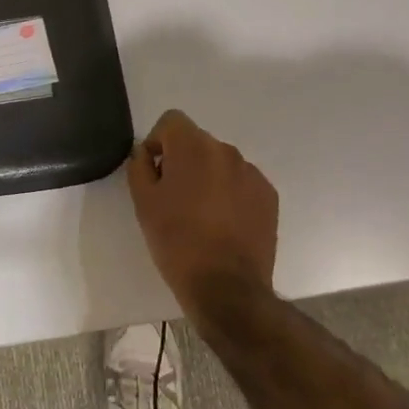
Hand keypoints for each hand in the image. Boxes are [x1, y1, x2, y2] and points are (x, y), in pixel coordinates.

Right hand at [126, 109, 278, 326]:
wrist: (226, 287)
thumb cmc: (177, 241)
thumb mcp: (143, 203)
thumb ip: (140, 166)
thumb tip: (145, 154)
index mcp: (193, 146)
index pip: (172, 121)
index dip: (158, 142)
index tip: (155, 173)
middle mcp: (226, 150)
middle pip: (197, 142)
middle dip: (183, 161)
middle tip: (173, 198)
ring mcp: (251, 173)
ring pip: (220, 163)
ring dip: (207, 177)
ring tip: (200, 214)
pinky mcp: (268, 195)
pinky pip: (241, 182)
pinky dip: (230, 193)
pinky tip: (223, 224)